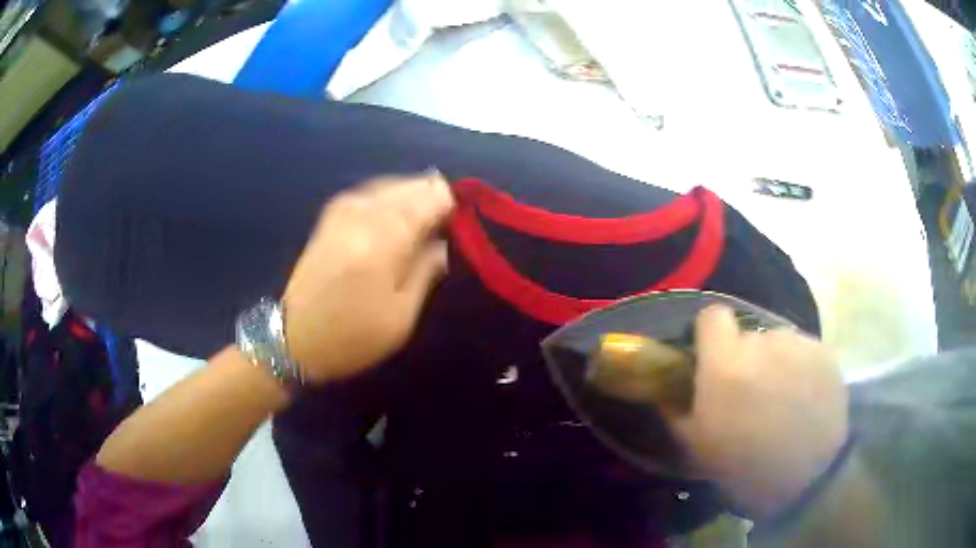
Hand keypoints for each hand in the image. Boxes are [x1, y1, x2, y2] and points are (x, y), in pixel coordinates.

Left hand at [283, 172, 453, 383]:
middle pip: (409, 187)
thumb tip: (444, 242)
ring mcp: (342, 211)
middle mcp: (362, 215)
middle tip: (446, 223)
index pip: (428, 199)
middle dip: (432, 198)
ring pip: (389, 185)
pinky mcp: (331, 216)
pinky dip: (389, 196)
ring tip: (425, 219)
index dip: (450, 205)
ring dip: (411, 196)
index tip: (463, 221)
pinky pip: (369, 191)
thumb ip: (426, 271)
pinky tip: (396, 213)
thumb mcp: (400, 317)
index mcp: (382, 241)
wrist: (293, 339)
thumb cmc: (352, 337)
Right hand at [669, 305, 848, 518]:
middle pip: (748, 336)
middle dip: (745, 359)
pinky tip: (803, 400)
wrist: (809, 477)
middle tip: (750, 395)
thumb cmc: (746, 467)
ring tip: (781, 400)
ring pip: (778, 344)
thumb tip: (665, 389)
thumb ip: (677, 410)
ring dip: (774, 364)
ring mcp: (798, 345)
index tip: (711, 358)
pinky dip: (799, 369)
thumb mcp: (698, 446)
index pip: (712, 316)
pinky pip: (803, 352)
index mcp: (726, 363)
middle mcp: (763, 342)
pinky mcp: (824, 353)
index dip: (709, 333)